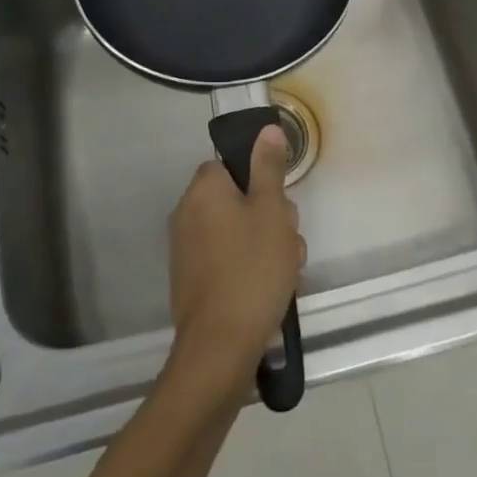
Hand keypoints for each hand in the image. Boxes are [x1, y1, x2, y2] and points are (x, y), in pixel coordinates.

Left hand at [167, 127, 305, 395]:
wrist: (220, 348)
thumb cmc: (251, 270)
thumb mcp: (271, 212)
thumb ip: (269, 168)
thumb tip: (266, 128)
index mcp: (203, 190)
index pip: (232, 164)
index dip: (262, 181)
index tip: (281, 205)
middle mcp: (188, 214)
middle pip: (239, 198)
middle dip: (271, 217)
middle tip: (288, 241)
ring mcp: (188, 250)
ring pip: (239, 231)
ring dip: (267, 245)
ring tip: (286, 272)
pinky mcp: (193, 281)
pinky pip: (229, 258)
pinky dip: (250, 267)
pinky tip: (272, 290)